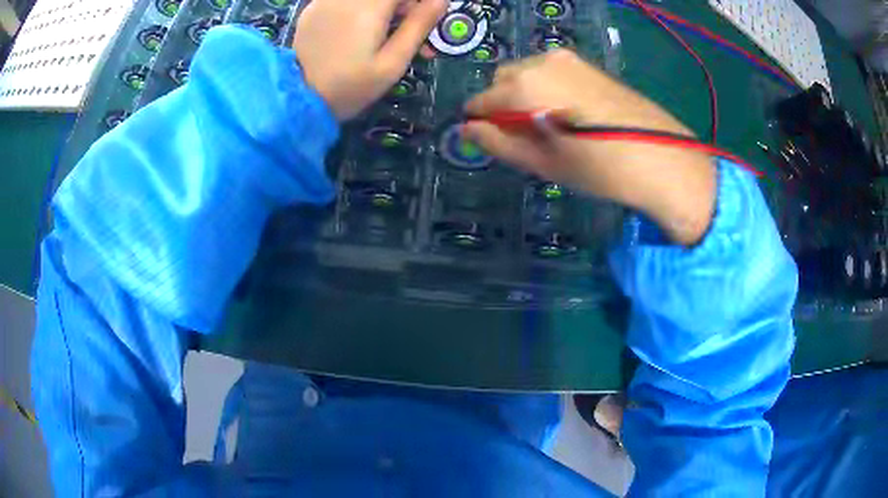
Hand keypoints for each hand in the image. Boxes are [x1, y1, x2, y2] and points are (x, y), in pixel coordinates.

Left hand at [293, 0, 446, 120]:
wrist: (300, 101)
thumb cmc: (351, 86)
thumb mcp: (393, 62)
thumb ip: (419, 25)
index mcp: (369, 7)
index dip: (417, 3)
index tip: (422, 18)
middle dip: (402, 5)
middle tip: (405, 29)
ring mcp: (326, 0)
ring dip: (382, 7)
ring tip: (382, 31)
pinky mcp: (313, 8)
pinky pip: (346, 0)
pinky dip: (360, 8)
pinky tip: (356, 29)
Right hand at [462, 50, 716, 245]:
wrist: (660, 157)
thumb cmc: (598, 167)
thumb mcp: (542, 162)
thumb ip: (498, 143)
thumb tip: (468, 130)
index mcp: (524, 85)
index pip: (480, 101)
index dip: (481, 122)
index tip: (493, 141)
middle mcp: (541, 62)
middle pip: (502, 80)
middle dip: (503, 104)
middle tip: (525, 136)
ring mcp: (567, 59)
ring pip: (526, 73)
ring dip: (524, 95)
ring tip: (550, 126)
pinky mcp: (587, 64)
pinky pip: (550, 72)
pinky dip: (545, 88)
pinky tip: (568, 113)